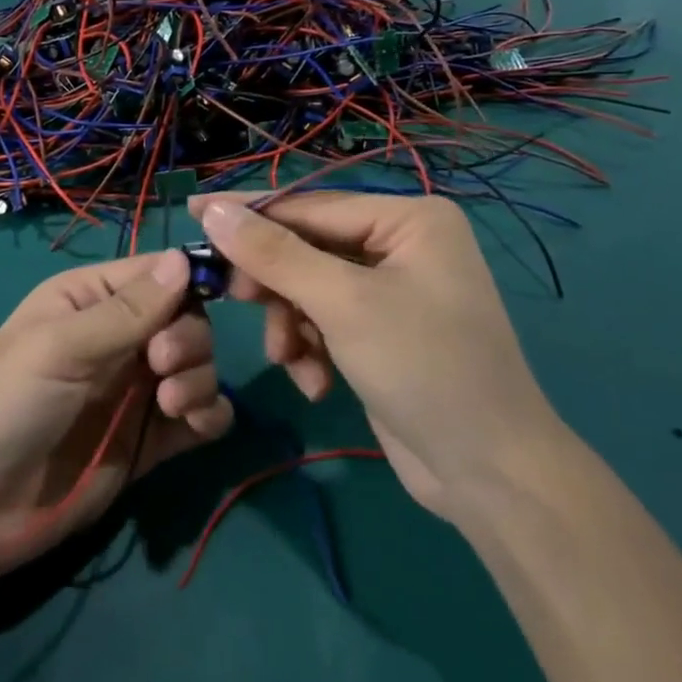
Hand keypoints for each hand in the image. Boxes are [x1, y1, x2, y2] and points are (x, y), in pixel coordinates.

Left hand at [0, 249, 233, 574]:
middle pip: (185, 318)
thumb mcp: (60, 347)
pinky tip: (195, 424)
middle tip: (162, 364)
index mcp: (90, 299)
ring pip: (198, 363)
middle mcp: (119, 336)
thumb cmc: (7, 404)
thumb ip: (126, 310)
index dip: (186, 281)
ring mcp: (137, 388)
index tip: (210, 298)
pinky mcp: (151, 437)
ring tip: (171, 404)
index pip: (154, 273)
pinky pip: (201, 414)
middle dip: (187, 337)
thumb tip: (183, 258)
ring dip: (199, 377)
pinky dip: (210, 413)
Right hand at [190, 193, 567, 519]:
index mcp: (408, 219)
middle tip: (231, 299)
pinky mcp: (381, 332)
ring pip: (309, 289)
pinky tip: (315, 382)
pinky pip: (325, 321)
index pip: (310, 206)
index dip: (249, 213)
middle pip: (307, 248)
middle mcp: (402, 245)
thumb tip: (212, 210)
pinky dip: (311, 348)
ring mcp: (392, 290)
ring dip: (291, 325)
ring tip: (288, 359)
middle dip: (275, 284)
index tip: (192, 212)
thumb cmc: (424, 367)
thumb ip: (273, 254)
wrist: (489, 476)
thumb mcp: (341, 304)